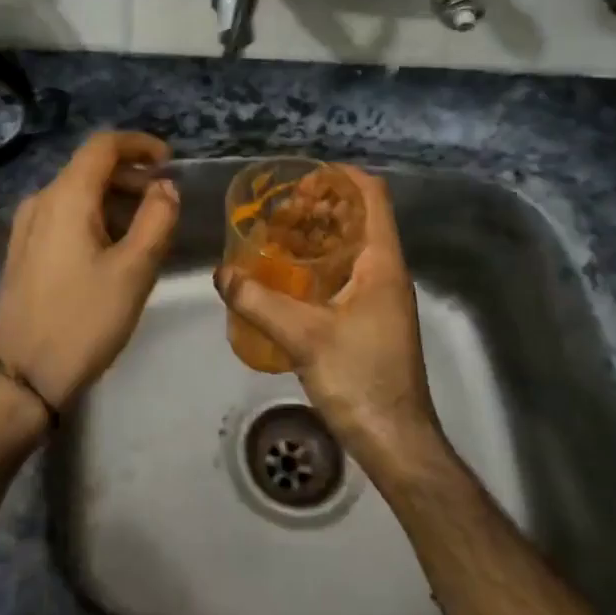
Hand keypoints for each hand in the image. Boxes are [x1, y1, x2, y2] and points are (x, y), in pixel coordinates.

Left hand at [0, 130, 178, 408]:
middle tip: (165, 203)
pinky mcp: (23, 251)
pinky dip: (95, 218)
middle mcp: (40, 201)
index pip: (103, 145)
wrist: (23, 377)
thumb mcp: (134, 270)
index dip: (140, 144)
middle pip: (90, 168)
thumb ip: (158, 219)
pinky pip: (64, 216)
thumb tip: (166, 188)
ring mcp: (26, 227)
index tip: (170, 162)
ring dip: (115, 200)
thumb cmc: (84, 320)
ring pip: (77, 194)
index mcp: (65, 197)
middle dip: (132, 176)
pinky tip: (114, 249)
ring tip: (146, 231)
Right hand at [216, 167, 442, 470]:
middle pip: (359, 219)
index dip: (342, 177)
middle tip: (278, 208)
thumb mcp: (303, 335)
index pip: (372, 197)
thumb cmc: (359, 378)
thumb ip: (258, 300)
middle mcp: (386, 273)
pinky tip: (285, 276)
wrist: (394, 439)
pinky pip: (344, 275)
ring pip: (350, 248)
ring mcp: (380, 298)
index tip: (303, 175)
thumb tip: (221, 273)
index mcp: (382, 264)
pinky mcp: (370, 320)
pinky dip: (317, 265)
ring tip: (275, 234)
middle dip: (320, 206)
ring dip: (317, 235)